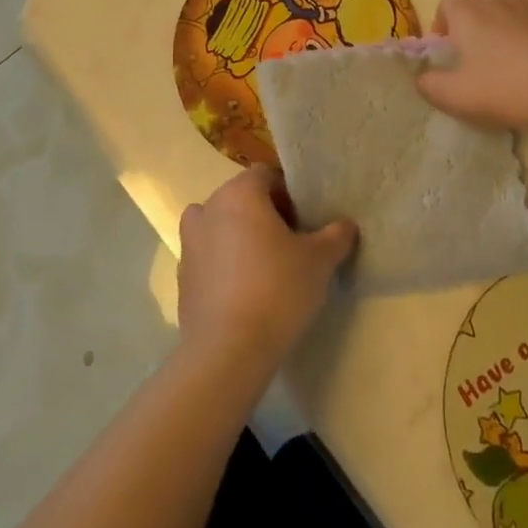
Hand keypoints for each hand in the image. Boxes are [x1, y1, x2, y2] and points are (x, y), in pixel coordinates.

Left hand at [176, 165, 357, 377]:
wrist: (226, 352)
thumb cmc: (276, 291)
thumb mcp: (319, 261)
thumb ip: (335, 236)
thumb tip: (346, 225)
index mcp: (239, 193)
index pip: (267, 175)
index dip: (289, 194)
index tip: (305, 221)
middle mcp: (208, 208)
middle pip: (242, 198)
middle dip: (266, 214)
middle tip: (292, 244)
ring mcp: (190, 242)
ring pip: (222, 226)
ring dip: (241, 237)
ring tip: (266, 267)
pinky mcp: (182, 276)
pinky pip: (209, 257)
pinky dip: (225, 265)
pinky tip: (246, 293)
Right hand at [416, 0, 527, 132]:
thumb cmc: (505, 87)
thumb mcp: (456, 96)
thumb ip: (431, 86)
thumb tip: (422, 78)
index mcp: (468, 14)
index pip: (447, 3)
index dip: (442, 23)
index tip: (446, 50)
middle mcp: (497, 3)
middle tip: (477, 31)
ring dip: (508, 0)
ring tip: (505, 29)